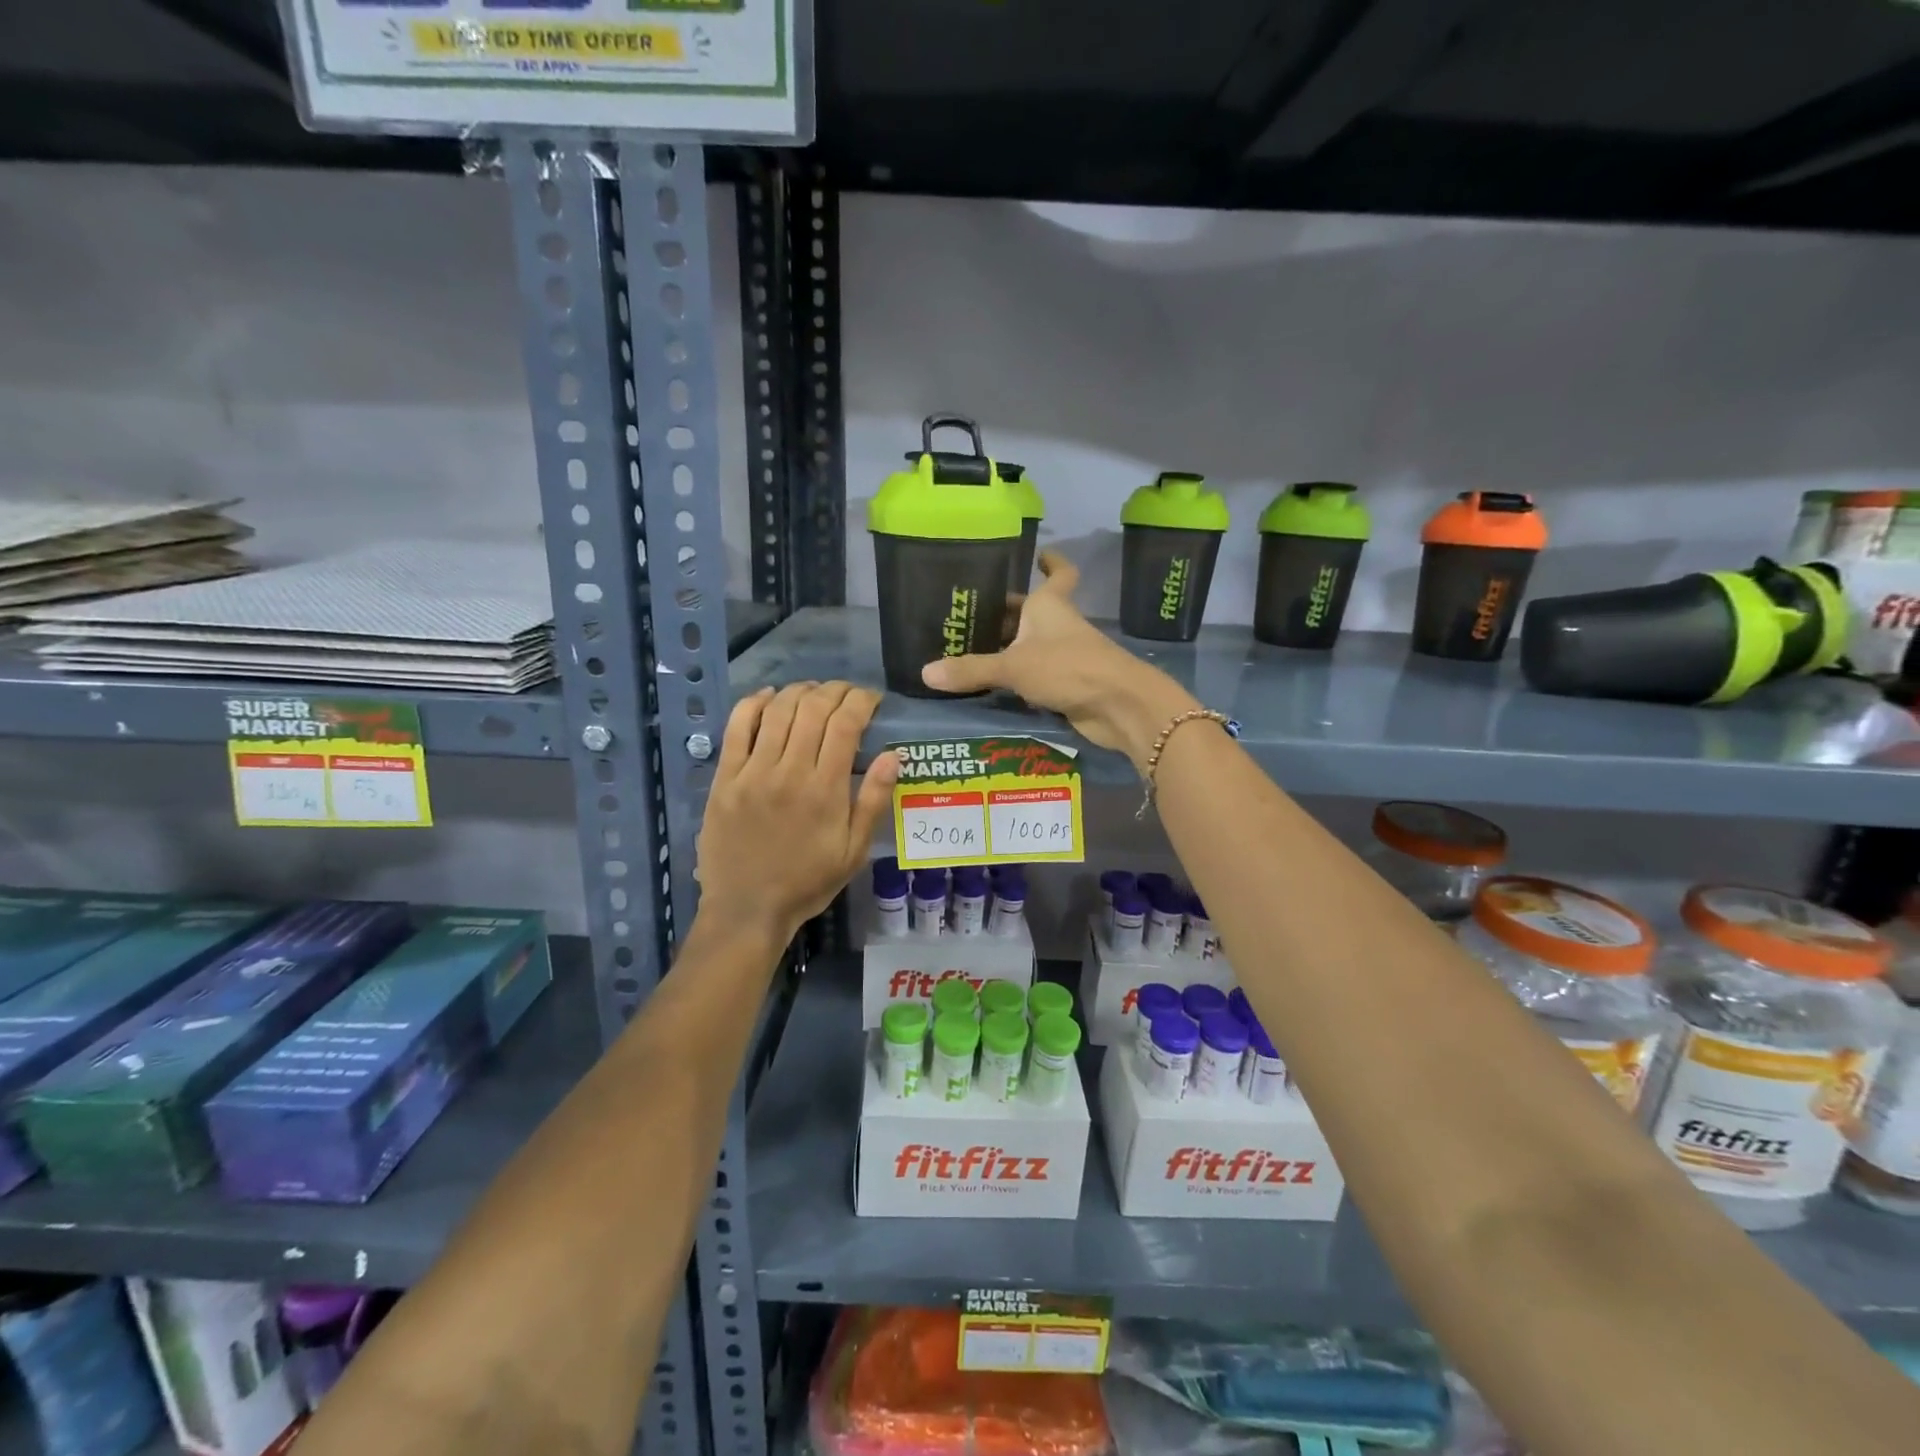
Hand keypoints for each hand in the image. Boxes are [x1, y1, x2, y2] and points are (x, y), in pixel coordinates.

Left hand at [696, 682, 899, 944]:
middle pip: (813, 709)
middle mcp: (789, 771)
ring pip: (778, 711)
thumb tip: (894, 755)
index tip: (872, 698)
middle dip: (836, 690)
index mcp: (825, 790)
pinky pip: (737, 727)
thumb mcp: (853, 852)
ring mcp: (752, 772)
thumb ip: (873, 801)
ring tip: (815, 691)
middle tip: (847, 692)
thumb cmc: (807, 882)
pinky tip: (769, 696)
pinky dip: (754, 703)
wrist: (747, 908)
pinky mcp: (725, 777)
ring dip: (800, 691)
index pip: (846, 724)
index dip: (862, 701)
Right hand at [920, 551, 1199, 770]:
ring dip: (1010, 649)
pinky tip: (992, 687)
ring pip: (1033, 646)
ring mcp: (1066, 656)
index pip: (1058, 574)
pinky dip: (1018, 680)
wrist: (1118, 706)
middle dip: (1009, 614)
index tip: (1039, 555)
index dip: (1051, 562)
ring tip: (970, 651)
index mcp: (1050, 607)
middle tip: (972, 616)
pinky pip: (1036, 677)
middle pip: (1033, 614)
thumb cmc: (1068, 668)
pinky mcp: (1069, 685)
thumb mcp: (1012, 667)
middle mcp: (1059, 626)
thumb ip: (971, 669)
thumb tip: (925, 672)